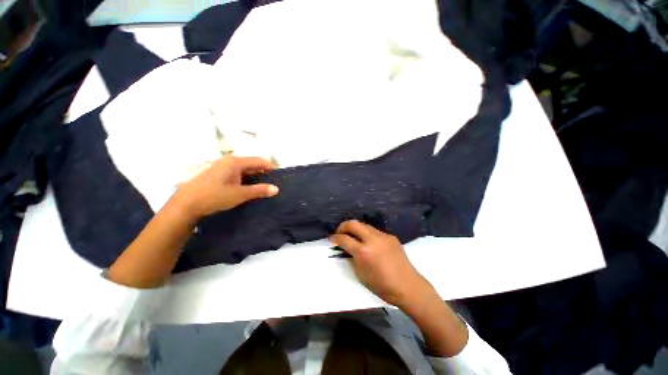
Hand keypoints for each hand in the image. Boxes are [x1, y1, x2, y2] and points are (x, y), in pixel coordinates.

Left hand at [176, 156, 278, 217]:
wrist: (185, 204)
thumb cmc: (214, 196)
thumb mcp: (240, 194)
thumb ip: (259, 190)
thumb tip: (276, 189)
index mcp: (235, 161)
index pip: (259, 161)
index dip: (271, 167)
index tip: (280, 176)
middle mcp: (229, 161)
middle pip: (252, 164)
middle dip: (263, 172)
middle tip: (273, 183)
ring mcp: (222, 167)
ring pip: (244, 169)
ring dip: (255, 177)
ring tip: (263, 187)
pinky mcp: (218, 174)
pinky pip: (237, 174)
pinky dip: (246, 179)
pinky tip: (248, 188)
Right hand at [330, 220, 433, 307]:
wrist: (408, 286)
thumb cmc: (382, 286)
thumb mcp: (360, 274)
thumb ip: (352, 258)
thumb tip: (347, 249)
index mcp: (364, 252)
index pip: (345, 239)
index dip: (335, 238)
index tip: (331, 238)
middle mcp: (372, 239)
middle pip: (353, 224)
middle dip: (343, 226)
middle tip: (340, 232)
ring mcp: (383, 236)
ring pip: (364, 225)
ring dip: (356, 228)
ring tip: (352, 235)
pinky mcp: (390, 236)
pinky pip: (375, 231)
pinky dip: (367, 233)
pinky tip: (368, 241)